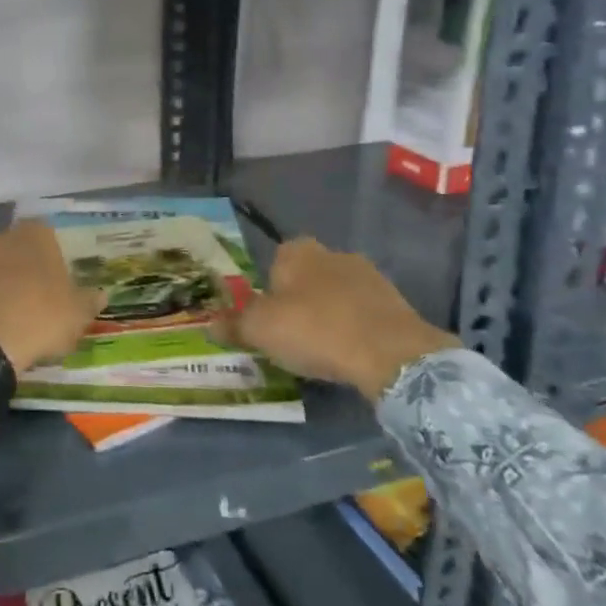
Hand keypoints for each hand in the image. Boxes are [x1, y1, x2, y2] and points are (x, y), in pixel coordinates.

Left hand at [0, 221, 102, 375]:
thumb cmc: (37, 318)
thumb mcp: (75, 316)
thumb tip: (102, 294)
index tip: (51, 284)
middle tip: (24, 300)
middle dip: (16, 267)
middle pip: (12, 247)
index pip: (45, 236)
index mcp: (36, 235)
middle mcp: (0, 234)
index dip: (48, 259)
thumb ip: (88, 301)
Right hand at [211, 236, 458, 399]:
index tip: (269, 321)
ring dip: (330, 315)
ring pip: (337, 295)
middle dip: (300, 302)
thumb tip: (209, 324)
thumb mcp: (259, 331)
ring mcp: (368, 275)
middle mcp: (331, 253)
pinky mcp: (396, 301)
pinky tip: (353, 354)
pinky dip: (356, 329)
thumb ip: (233, 326)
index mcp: (296, 251)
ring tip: (325, 351)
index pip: (274, 263)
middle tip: (293, 338)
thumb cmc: (314, 330)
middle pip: (306, 278)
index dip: (268, 293)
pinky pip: (364, 313)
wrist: (390, 352)